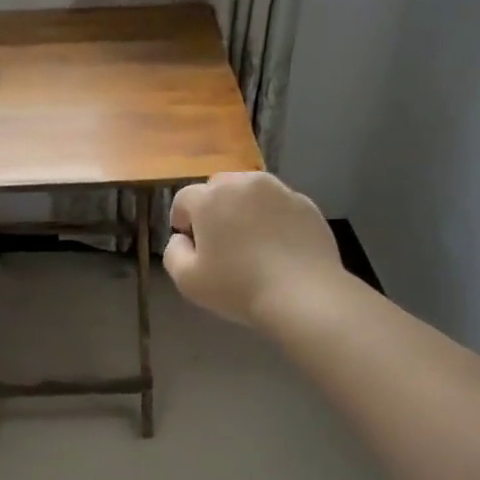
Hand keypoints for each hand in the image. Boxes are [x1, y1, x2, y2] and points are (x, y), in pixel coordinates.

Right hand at [163, 172, 344, 328]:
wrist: (304, 295)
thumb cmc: (238, 288)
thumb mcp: (187, 281)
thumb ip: (173, 252)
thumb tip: (181, 239)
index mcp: (210, 198)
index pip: (184, 199)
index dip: (183, 223)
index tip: (194, 248)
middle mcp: (244, 183)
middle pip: (218, 188)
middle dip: (214, 210)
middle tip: (221, 244)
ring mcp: (279, 190)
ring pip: (251, 193)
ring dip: (244, 210)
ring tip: (252, 244)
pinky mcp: (306, 204)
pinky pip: (278, 205)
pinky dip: (273, 219)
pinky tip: (278, 249)